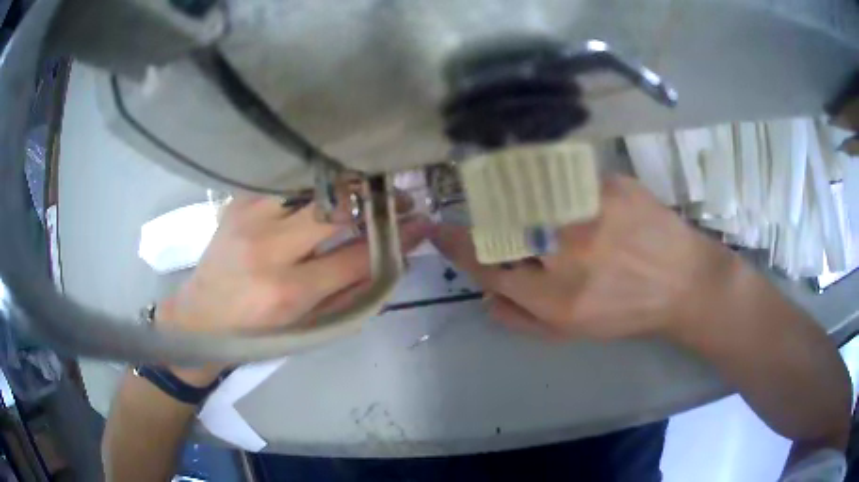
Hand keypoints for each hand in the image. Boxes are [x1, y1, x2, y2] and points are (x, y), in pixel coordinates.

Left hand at [157, 196, 431, 383]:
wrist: (200, 317)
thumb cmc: (257, 334)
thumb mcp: (307, 327)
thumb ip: (351, 293)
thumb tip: (393, 260)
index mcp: (287, 292)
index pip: (356, 256)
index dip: (396, 239)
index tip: (421, 223)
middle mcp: (267, 249)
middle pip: (335, 210)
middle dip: (375, 202)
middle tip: (399, 198)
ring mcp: (249, 218)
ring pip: (311, 186)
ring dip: (347, 184)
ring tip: (368, 185)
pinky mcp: (238, 202)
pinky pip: (287, 182)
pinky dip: (315, 182)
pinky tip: (328, 184)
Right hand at [431, 175, 735, 340]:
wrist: (684, 283)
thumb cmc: (629, 312)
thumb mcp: (573, 333)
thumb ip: (521, 320)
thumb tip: (484, 297)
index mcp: (554, 297)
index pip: (485, 263)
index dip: (454, 244)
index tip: (435, 228)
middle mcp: (567, 251)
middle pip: (500, 221)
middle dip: (489, 219)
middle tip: (500, 221)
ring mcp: (591, 212)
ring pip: (529, 192)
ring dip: (524, 200)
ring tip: (552, 216)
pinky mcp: (611, 185)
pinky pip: (566, 178)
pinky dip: (561, 187)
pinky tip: (585, 204)